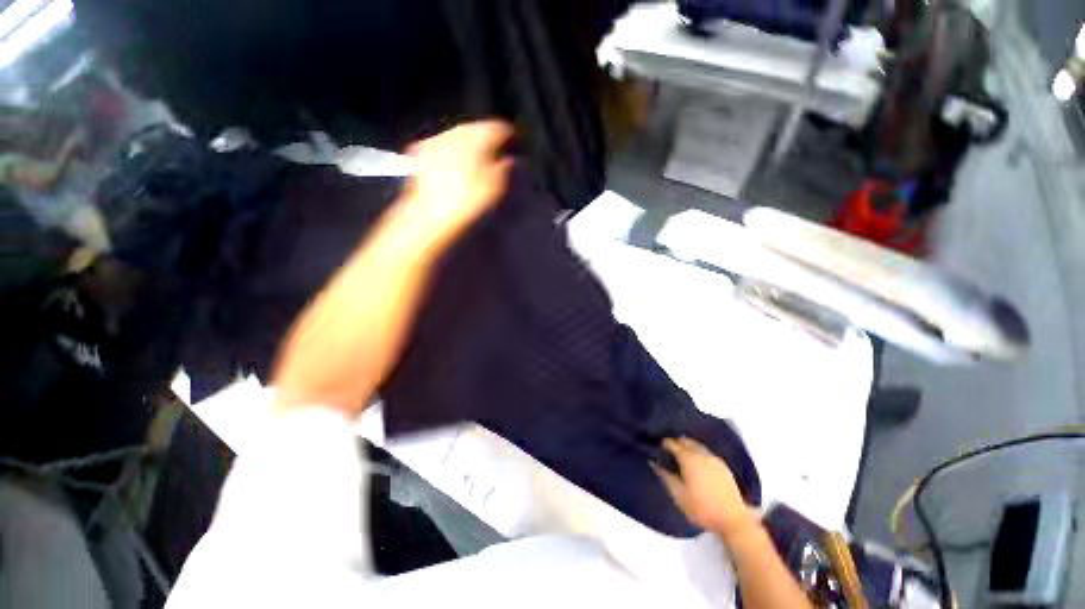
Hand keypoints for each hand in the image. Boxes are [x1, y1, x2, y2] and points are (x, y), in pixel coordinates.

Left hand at [402, 120, 513, 249]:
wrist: (430, 216)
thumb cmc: (468, 202)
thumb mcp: (496, 187)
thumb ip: (504, 168)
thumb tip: (508, 159)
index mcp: (477, 137)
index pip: (499, 128)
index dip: (510, 137)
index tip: (514, 147)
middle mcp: (455, 132)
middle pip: (477, 128)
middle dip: (488, 140)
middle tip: (497, 155)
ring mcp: (435, 140)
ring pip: (459, 135)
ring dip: (470, 145)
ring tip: (477, 162)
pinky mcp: (420, 152)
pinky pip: (443, 145)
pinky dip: (453, 152)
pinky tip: (455, 167)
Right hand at [653, 438, 758, 540]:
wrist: (733, 520)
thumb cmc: (702, 508)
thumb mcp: (679, 495)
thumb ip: (665, 476)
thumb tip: (654, 462)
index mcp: (689, 458)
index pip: (672, 443)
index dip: (663, 443)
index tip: (656, 447)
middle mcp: (701, 454)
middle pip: (685, 440)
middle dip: (675, 442)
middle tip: (666, 450)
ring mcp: (714, 458)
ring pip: (696, 445)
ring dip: (686, 445)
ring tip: (680, 454)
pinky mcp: (723, 466)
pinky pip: (706, 452)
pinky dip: (697, 451)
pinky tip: (696, 461)